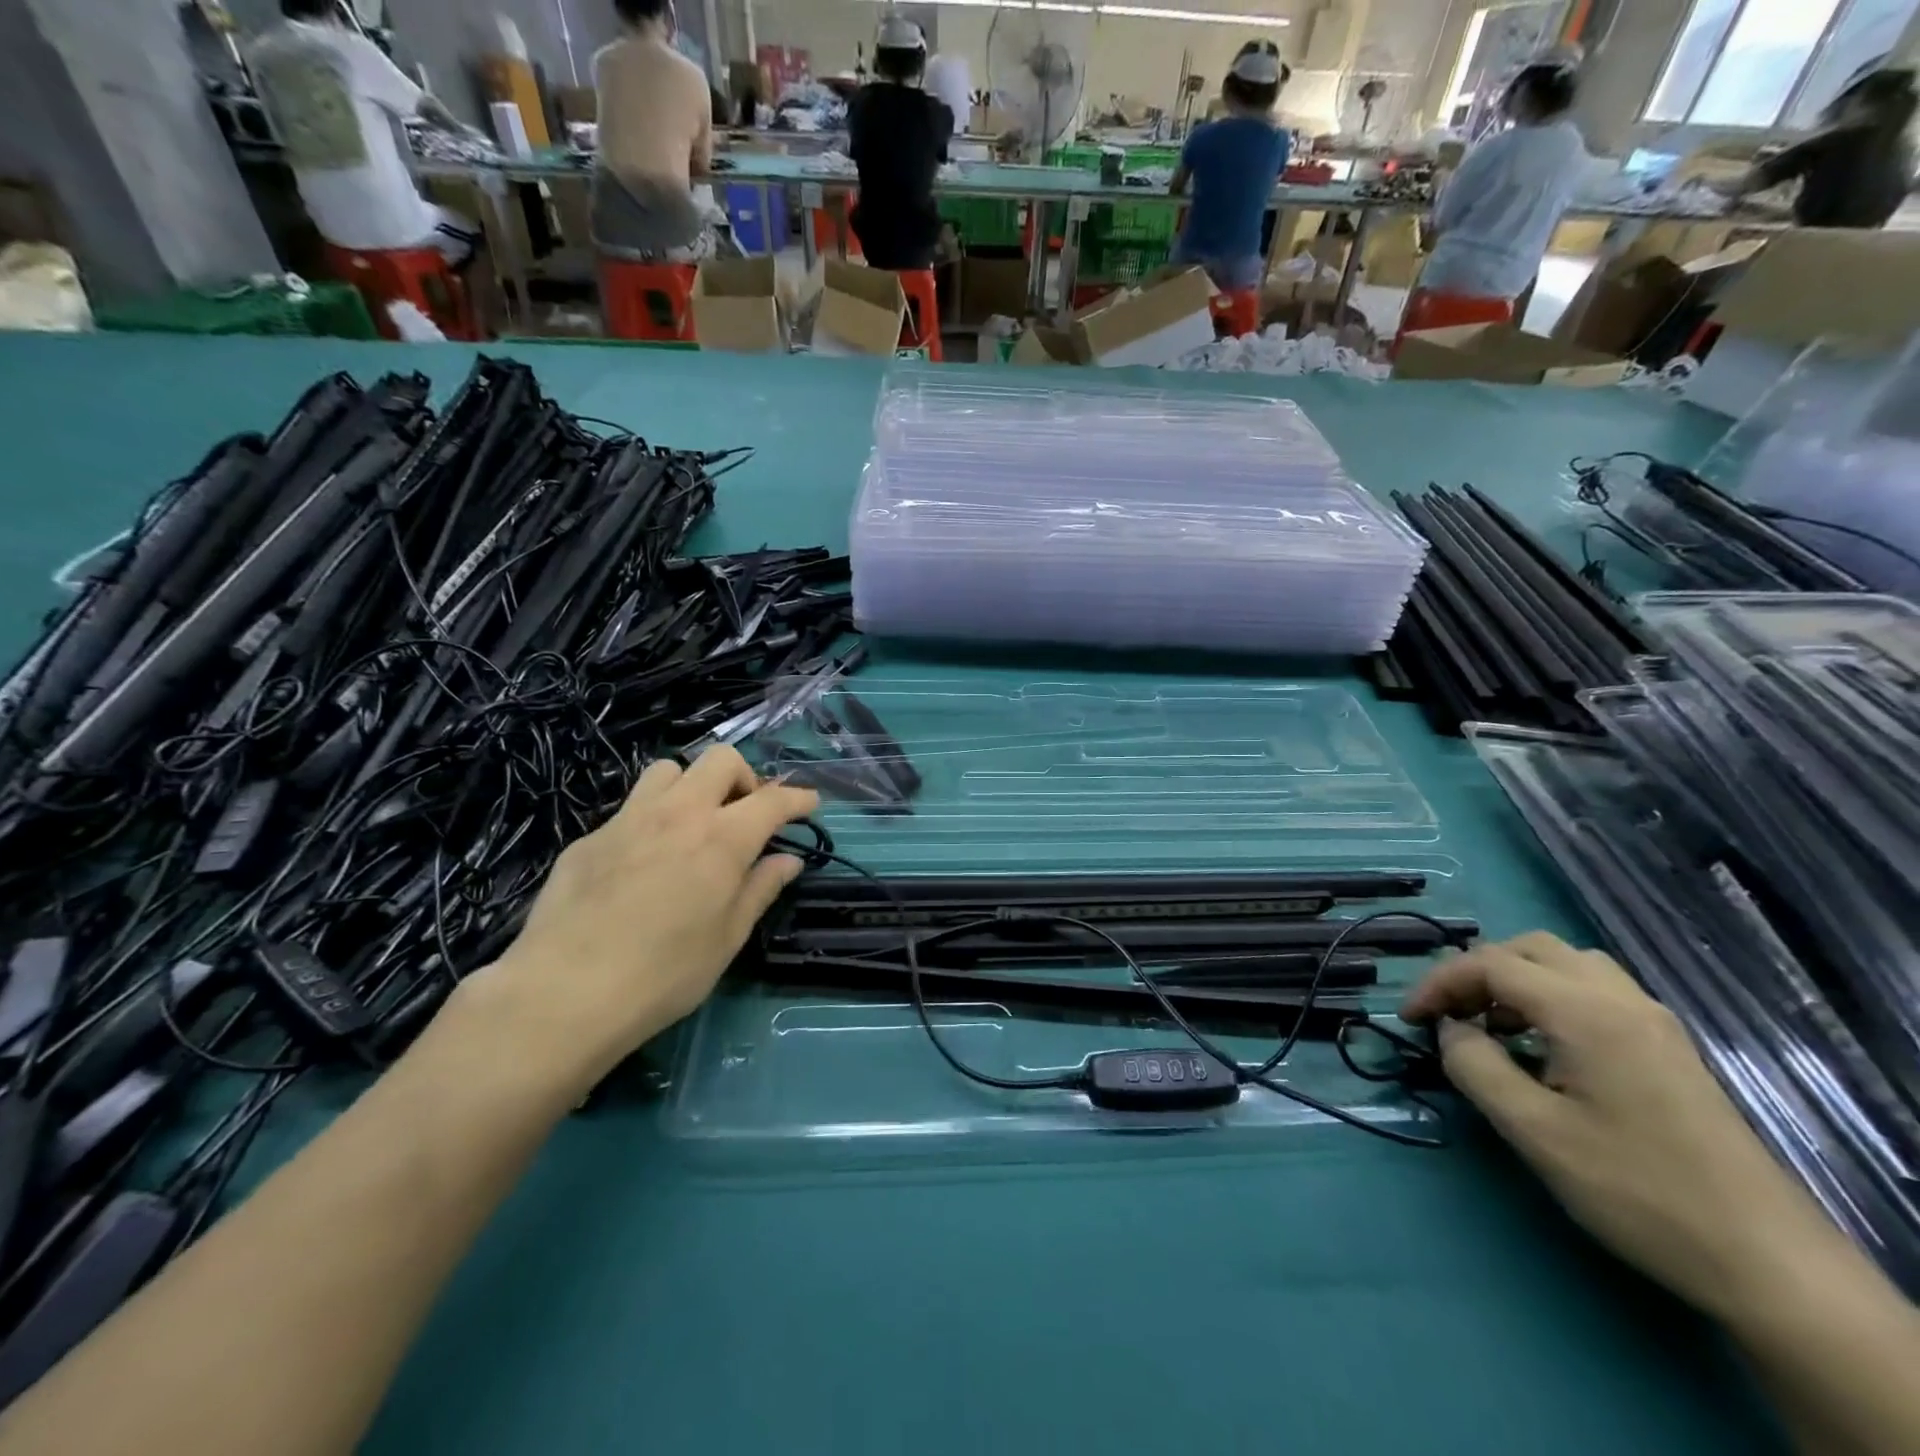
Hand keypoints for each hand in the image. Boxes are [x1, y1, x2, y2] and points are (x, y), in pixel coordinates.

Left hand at [474, 748, 817, 1085]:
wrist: (564, 993)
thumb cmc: (664, 974)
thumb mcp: (727, 938)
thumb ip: (760, 889)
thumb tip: (788, 860)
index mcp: (722, 839)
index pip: (773, 800)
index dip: (798, 798)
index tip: (809, 804)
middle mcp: (679, 813)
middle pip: (721, 759)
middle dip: (744, 778)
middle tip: (745, 815)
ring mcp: (628, 819)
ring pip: (669, 770)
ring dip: (692, 787)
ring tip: (692, 825)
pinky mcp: (589, 837)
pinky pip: (630, 808)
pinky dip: (651, 820)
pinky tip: (642, 862)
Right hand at [1400, 933, 1836, 1317]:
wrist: (1766, 1262)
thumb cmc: (1635, 1190)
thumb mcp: (1532, 1131)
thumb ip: (1475, 1065)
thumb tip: (1449, 1030)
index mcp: (1584, 1011)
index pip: (1490, 963)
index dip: (1438, 982)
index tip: (1409, 1019)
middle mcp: (1621, 999)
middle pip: (1530, 949)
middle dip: (1477, 972)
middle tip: (1449, 1015)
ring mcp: (1653, 1021)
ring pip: (1566, 964)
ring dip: (1516, 980)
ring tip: (1492, 1026)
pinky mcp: (1668, 1047)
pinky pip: (1595, 991)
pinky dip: (1551, 997)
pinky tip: (1542, 1047)